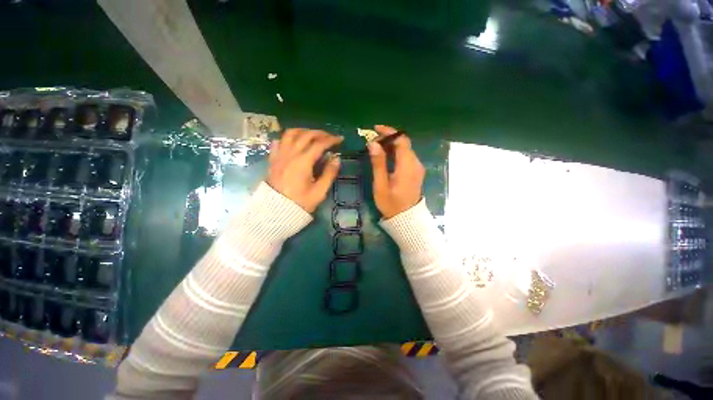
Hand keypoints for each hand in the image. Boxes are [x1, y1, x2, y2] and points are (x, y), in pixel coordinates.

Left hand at [267, 129, 342, 212]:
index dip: (331, 140)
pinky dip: (288, 138)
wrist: (275, 211)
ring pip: (290, 134)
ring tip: (312, 135)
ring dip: (303, 131)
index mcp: (303, 162)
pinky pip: (279, 142)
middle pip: (305, 135)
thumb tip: (336, 159)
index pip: (319, 144)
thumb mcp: (319, 192)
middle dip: (320, 133)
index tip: (340, 139)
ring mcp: (279, 155)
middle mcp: (290, 154)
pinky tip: (294, 142)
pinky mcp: (273, 159)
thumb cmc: (300, 203)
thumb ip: (329, 174)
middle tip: (329, 137)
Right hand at [368, 125, 424, 218]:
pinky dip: (396, 153)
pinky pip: (407, 156)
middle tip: (372, 142)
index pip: (401, 140)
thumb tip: (373, 144)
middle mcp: (415, 163)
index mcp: (407, 165)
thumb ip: (378, 163)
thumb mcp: (381, 185)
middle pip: (404, 143)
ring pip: (405, 149)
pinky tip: (386, 157)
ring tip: (376, 148)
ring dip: (392, 145)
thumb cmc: (391, 203)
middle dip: (388, 138)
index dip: (389, 132)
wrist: (406, 218)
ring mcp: (417, 167)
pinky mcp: (416, 171)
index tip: (375, 130)